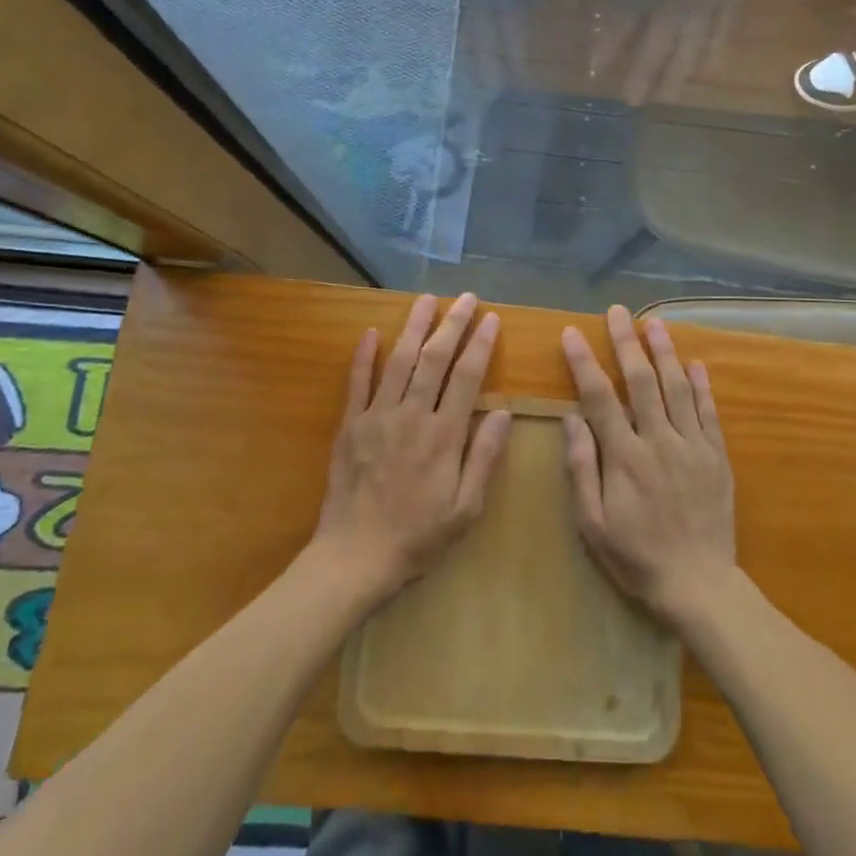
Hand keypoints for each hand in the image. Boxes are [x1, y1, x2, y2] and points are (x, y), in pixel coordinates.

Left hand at [312, 293, 509, 601]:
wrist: (355, 558)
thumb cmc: (418, 537)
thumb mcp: (466, 509)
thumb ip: (484, 457)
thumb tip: (504, 413)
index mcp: (443, 435)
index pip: (466, 376)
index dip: (480, 344)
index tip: (491, 319)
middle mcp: (411, 415)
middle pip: (434, 359)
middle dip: (452, 324)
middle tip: (465, 298)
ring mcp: (377, 417)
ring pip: (398, 361)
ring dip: (414, 327)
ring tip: (426, 300)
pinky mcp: (350, 426)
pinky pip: (357, 383)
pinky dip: (364, 356)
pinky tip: (372, 332)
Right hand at [561, 306, 735, 626]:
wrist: (699, 585)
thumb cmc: (637, 557)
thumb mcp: (593, 525)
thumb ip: (582, 469)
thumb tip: (572, 419)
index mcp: (625, 458)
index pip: (600, 398)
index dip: (585, 363)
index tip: (573, 333)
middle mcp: (659, 442)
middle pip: (641, 381)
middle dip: (626, 343)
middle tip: (616, 311)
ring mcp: (693, 446)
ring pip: (677, 388)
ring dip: (664, 352)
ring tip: (654, 322)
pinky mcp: (717, 456)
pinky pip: (709, 412)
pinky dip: (701, 385)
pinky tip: (694, 363)